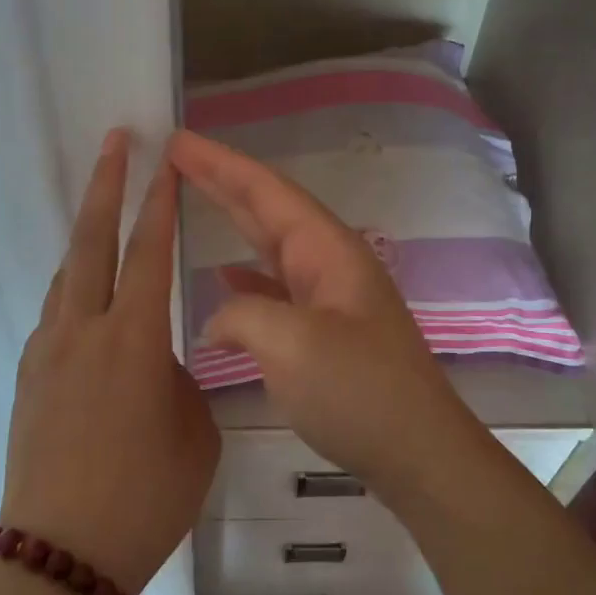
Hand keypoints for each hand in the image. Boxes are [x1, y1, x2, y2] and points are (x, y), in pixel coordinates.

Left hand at [0, 130, 219, 594]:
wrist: (60, 554)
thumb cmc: (145, 497)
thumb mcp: (195, 433)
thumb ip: (183, 379)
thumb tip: (163, 360)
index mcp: (133, 339)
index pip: (149, 252)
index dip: (160, 202)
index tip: (167, 161)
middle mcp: (83, 330)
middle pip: (92, 240)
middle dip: (107, 184)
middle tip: (117, 141)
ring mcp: (47, 350)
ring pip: (68, 273)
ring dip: (86, 235)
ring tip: (105, 213)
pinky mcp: (28, 375)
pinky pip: (56, 312)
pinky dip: (75, 287)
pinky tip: (89, 299)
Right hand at [169, 130, 475, 490]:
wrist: (418, 453)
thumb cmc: (359, 391)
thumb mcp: (292, 345)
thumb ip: (243, 314)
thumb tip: (218, 318)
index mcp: (327, 251)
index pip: (267, 192)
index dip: (221, 165)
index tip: (180, 142)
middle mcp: (329, 263)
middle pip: (269, 209)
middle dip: (223, 181)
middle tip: (177, 157)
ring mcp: (329, 298)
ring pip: (271, 246)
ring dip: (233, 221)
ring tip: (192, 200)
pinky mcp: (325, 331)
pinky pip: (276, 288)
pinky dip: (247, 277)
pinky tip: (223, 279)